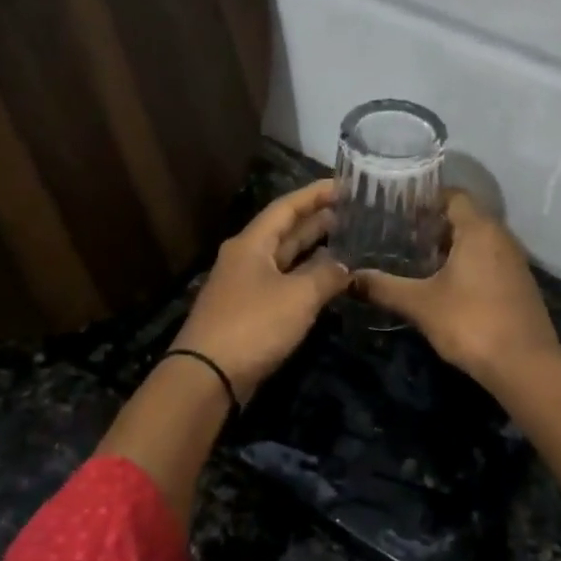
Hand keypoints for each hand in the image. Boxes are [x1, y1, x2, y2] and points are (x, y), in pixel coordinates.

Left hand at [172, 179, 351, 402]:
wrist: (208, 376)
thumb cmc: (253, 325)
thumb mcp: (298, 296)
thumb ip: (325, 275)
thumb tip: (345, 266)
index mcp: (251, 244)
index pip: (286, 207)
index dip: (315, 194)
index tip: (344, 185)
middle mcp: (245, 259)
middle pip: (284, 231)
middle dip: (316, 220)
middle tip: (352, 212)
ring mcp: (245, 286)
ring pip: (284, 259)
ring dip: (312, 250)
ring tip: (345, 241)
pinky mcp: (248, 313)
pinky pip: (282, 284)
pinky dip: (304, 278)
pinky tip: (325, 282)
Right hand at [358, 190, 560, 507]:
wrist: (524, 365)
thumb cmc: (471, 322)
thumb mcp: (420, 304)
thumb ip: (385, 287)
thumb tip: (351, 278)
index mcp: (479, 229)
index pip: (452, 195)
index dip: (425, 199)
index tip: (397, 210)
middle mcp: (500, 237)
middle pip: (464, 217)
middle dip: (432, 224)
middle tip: (399, 234)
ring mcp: (514, 261)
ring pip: (477, 241)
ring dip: (449, 246)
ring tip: (415, 258)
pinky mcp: (518, 284)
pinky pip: (488, 260)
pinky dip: (465, 263)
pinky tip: (443, 284)